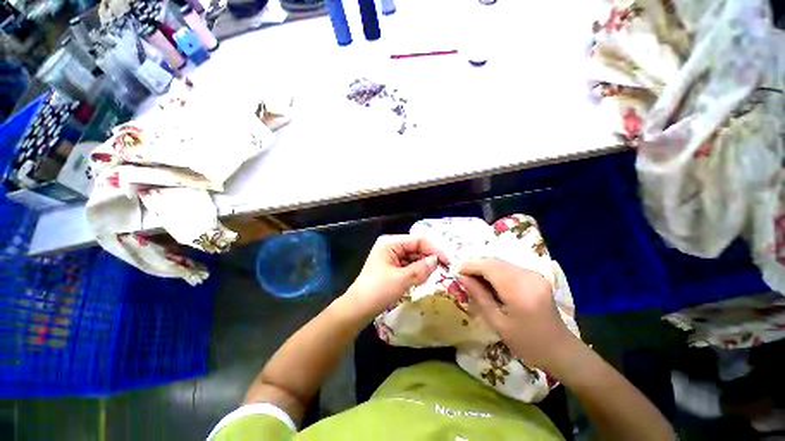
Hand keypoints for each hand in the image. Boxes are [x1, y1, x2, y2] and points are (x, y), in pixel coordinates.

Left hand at [343, 235, 448, 321]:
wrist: (357, 309)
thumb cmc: (378, 291)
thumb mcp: (402, 279)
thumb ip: (421, 268)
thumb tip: (436, 260)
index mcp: (390, 243)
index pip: (418, 240)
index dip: (433, 249)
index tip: (447, 262)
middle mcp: (390, 246)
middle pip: (415, 248)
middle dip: (428, 258)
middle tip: (442, 271)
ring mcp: (390, 257)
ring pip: (412, 257)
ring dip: (422, 266)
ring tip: (431, 276)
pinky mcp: (390, 267)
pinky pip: (407, 265)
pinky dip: (416, 271)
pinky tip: (421, 279)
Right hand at [457, 258, 577, 371]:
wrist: (560, 349)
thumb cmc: (527, 342)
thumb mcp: (498, 322)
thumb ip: (479, 296)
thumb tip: (462, 278)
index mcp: (519, 291)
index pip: (489, 267)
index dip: (470, 266)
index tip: (456, 271)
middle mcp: (528, 277)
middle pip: (495, 262)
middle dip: (476, 265)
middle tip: (462, 275)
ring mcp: (534, 275)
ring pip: (501, 263)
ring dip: (484, 267)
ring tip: (473, 279)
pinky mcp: (535, 276)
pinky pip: (509, 268)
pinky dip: (495, 271)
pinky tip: (489, 281)